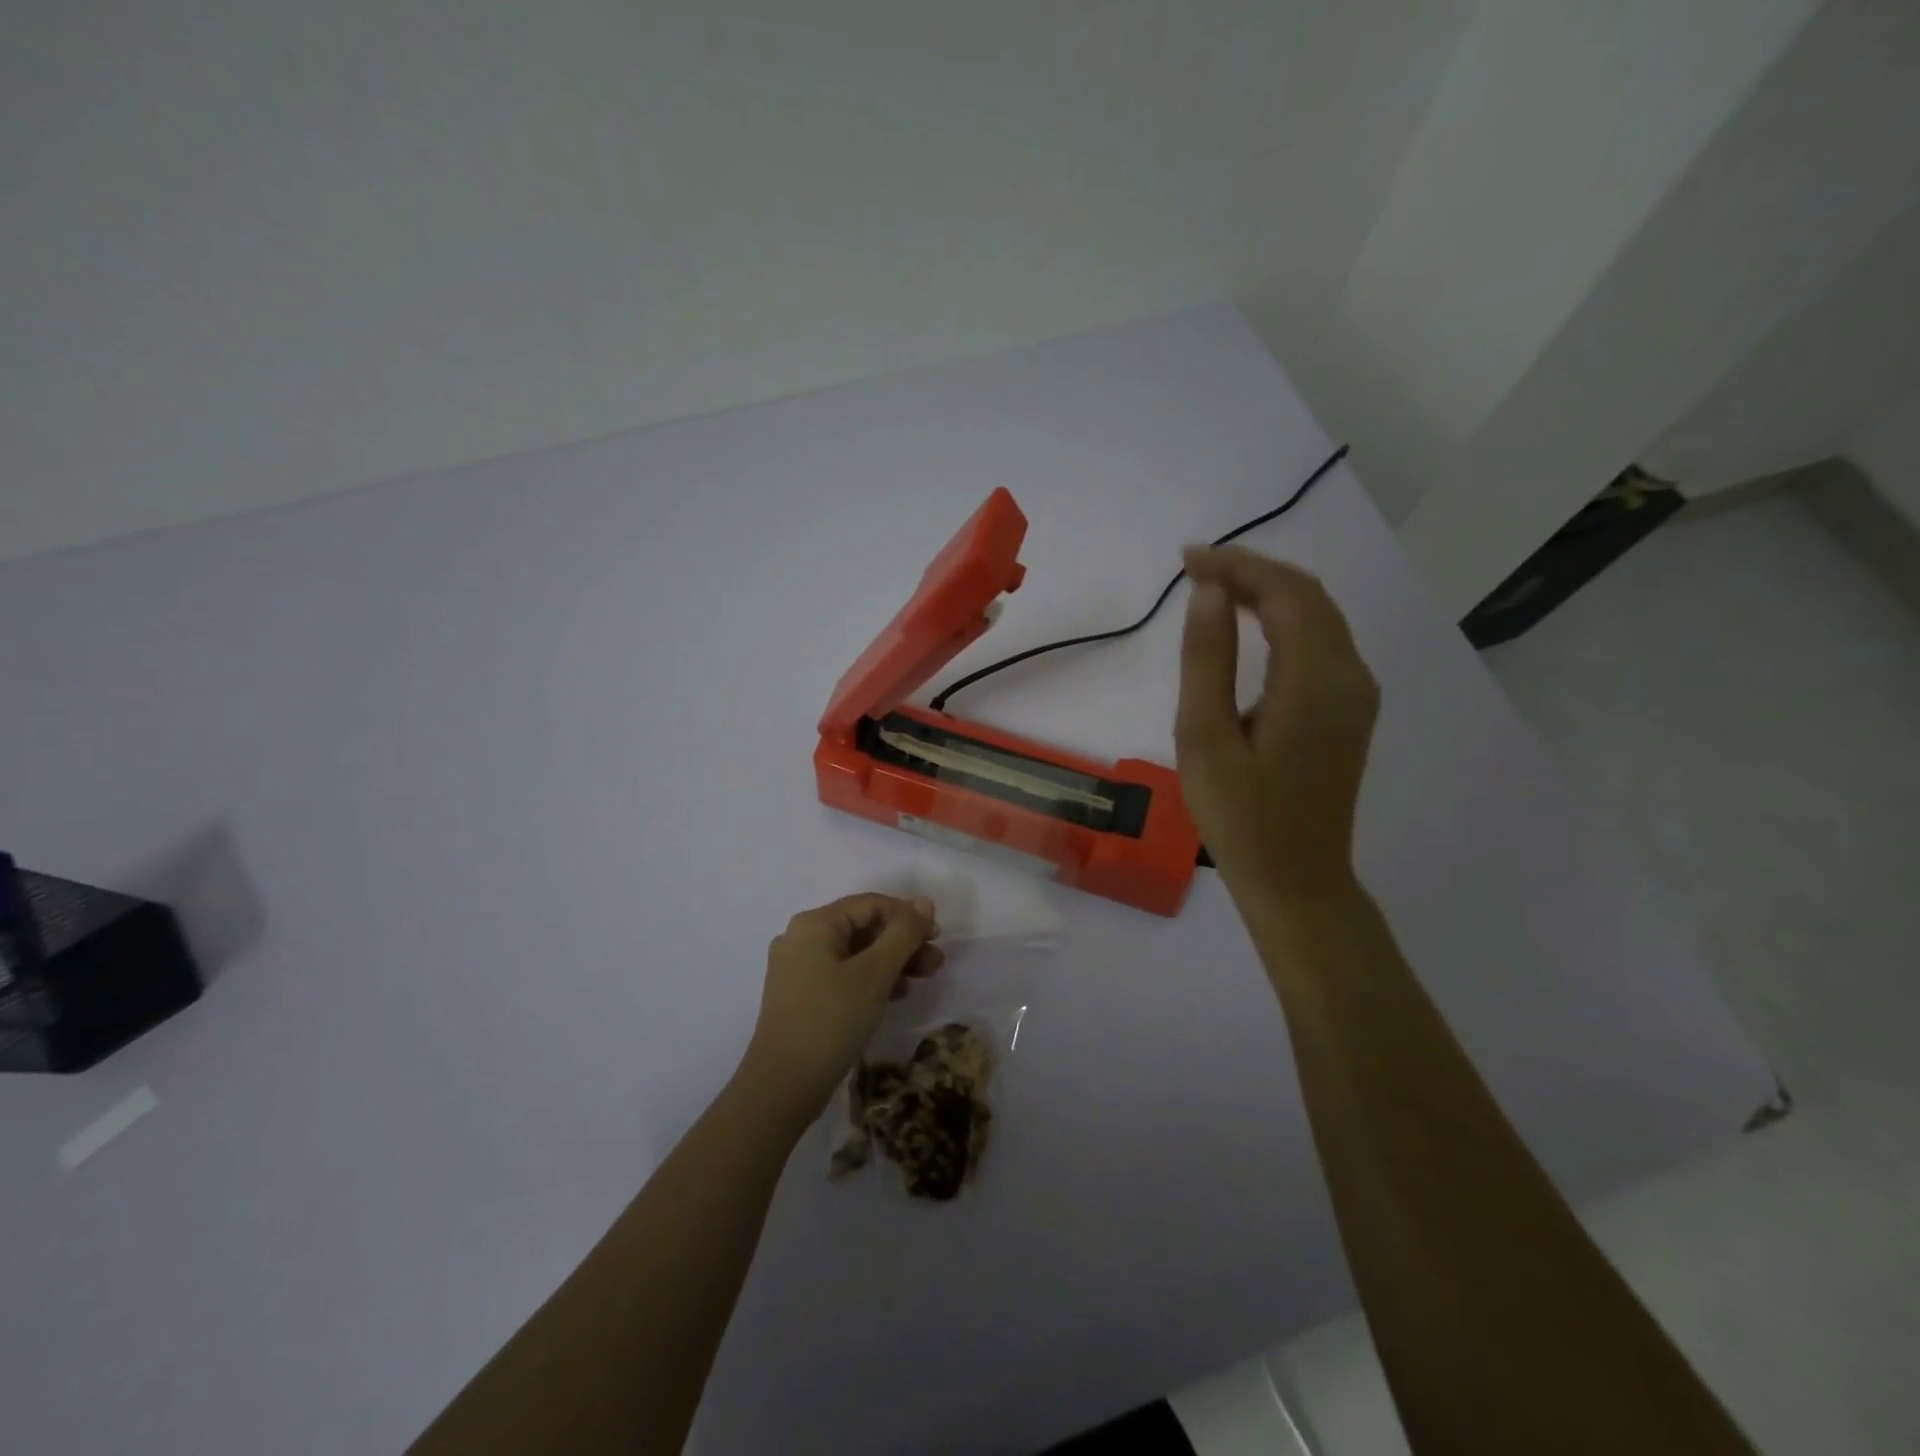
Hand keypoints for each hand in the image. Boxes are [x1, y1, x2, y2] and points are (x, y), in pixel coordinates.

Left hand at [743, 894, 943, 1118]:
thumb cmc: (831, 1020)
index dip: (907, 916)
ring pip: (855, 953)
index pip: (870, 904)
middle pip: (862, 928)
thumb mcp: (875, 973)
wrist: (782, 1086)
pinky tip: (895, 996)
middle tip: (935, 963)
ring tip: (922, 980)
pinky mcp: (800, 996)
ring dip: (891, 962)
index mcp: (814, 924)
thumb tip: (925, 902)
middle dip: (902, 942)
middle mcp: (801, 938)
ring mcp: (797, 969)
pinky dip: (870, 980)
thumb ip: (903, 933)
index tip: (937, 938)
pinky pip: (842, 975)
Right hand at [1174, 545, 1380, 903]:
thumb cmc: (1240, 817)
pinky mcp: (1351, 711)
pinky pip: (1322, 644)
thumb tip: (1210, 593)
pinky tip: (1251, 625)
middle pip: (1309, 597)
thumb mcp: (1205, 737)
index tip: (1187, 560)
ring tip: (1215, 588)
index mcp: (1316, 681)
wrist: (1297, 880)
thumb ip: (1208, 660)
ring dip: (1270, 593)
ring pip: (1320, 617)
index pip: (1286, 594)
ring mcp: (1357, 695)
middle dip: (1253, 572)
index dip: (1238, 566)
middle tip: (1196, 569)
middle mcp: (1350, 677)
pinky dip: (1286, 621)